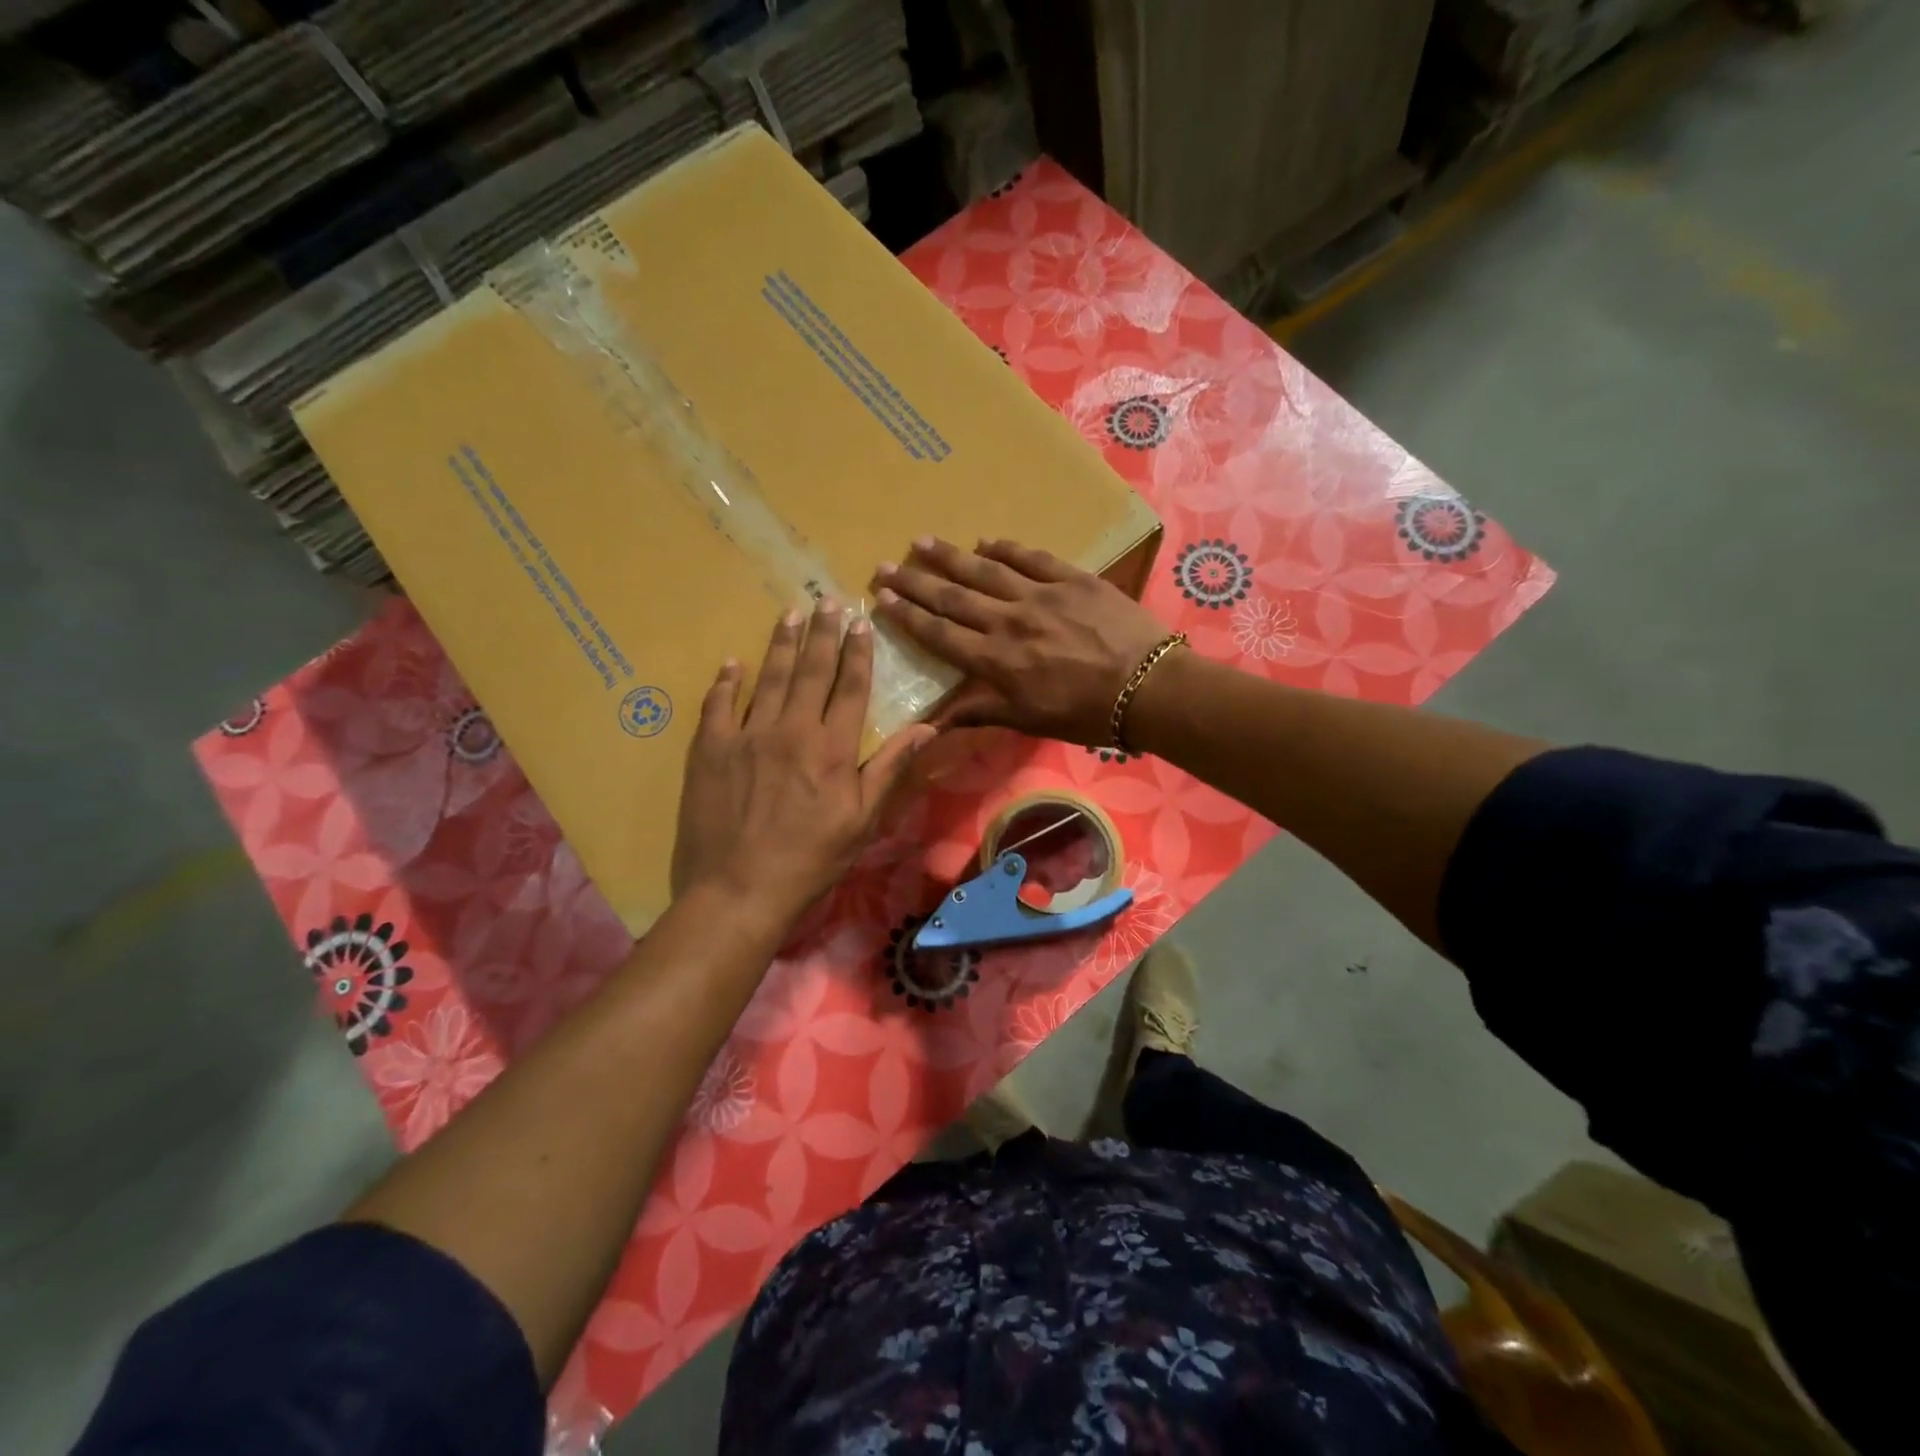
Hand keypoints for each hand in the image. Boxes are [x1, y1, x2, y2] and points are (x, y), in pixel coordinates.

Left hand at [671, 600, 935, 926]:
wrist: (740, 888)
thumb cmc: (811, 858)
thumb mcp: (863, 820)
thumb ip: (891, 768)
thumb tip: (927, 728)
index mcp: (832, 747)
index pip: (850, 687)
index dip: (858, 652)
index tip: (861, 622)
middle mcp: (791, 729)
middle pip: (811, 670)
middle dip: (822, 632)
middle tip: (827, 599)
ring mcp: (747, 735)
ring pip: (768, 677)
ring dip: (781, 643)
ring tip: (790, 613)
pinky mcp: (711, 749)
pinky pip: (718, 704)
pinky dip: (726, 681)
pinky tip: (733, 662)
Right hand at [873, 538, 1170, 745]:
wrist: (1148, 687)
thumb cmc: (1085, 713)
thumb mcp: (1028, 721)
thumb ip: (979, 713)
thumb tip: (932, 723)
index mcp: (995, 660)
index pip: (940, 634)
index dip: (908, 616)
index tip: (882, 598)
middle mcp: (1008, 621)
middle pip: (952, 597)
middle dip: (915, 581)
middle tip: (885, 564)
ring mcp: (1040, 595)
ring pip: (985, 570)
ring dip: (950, 556)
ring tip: (922, 542)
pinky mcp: (1072, 578)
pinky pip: (1031, 557)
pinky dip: (1006, 548)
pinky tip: (986, 540)